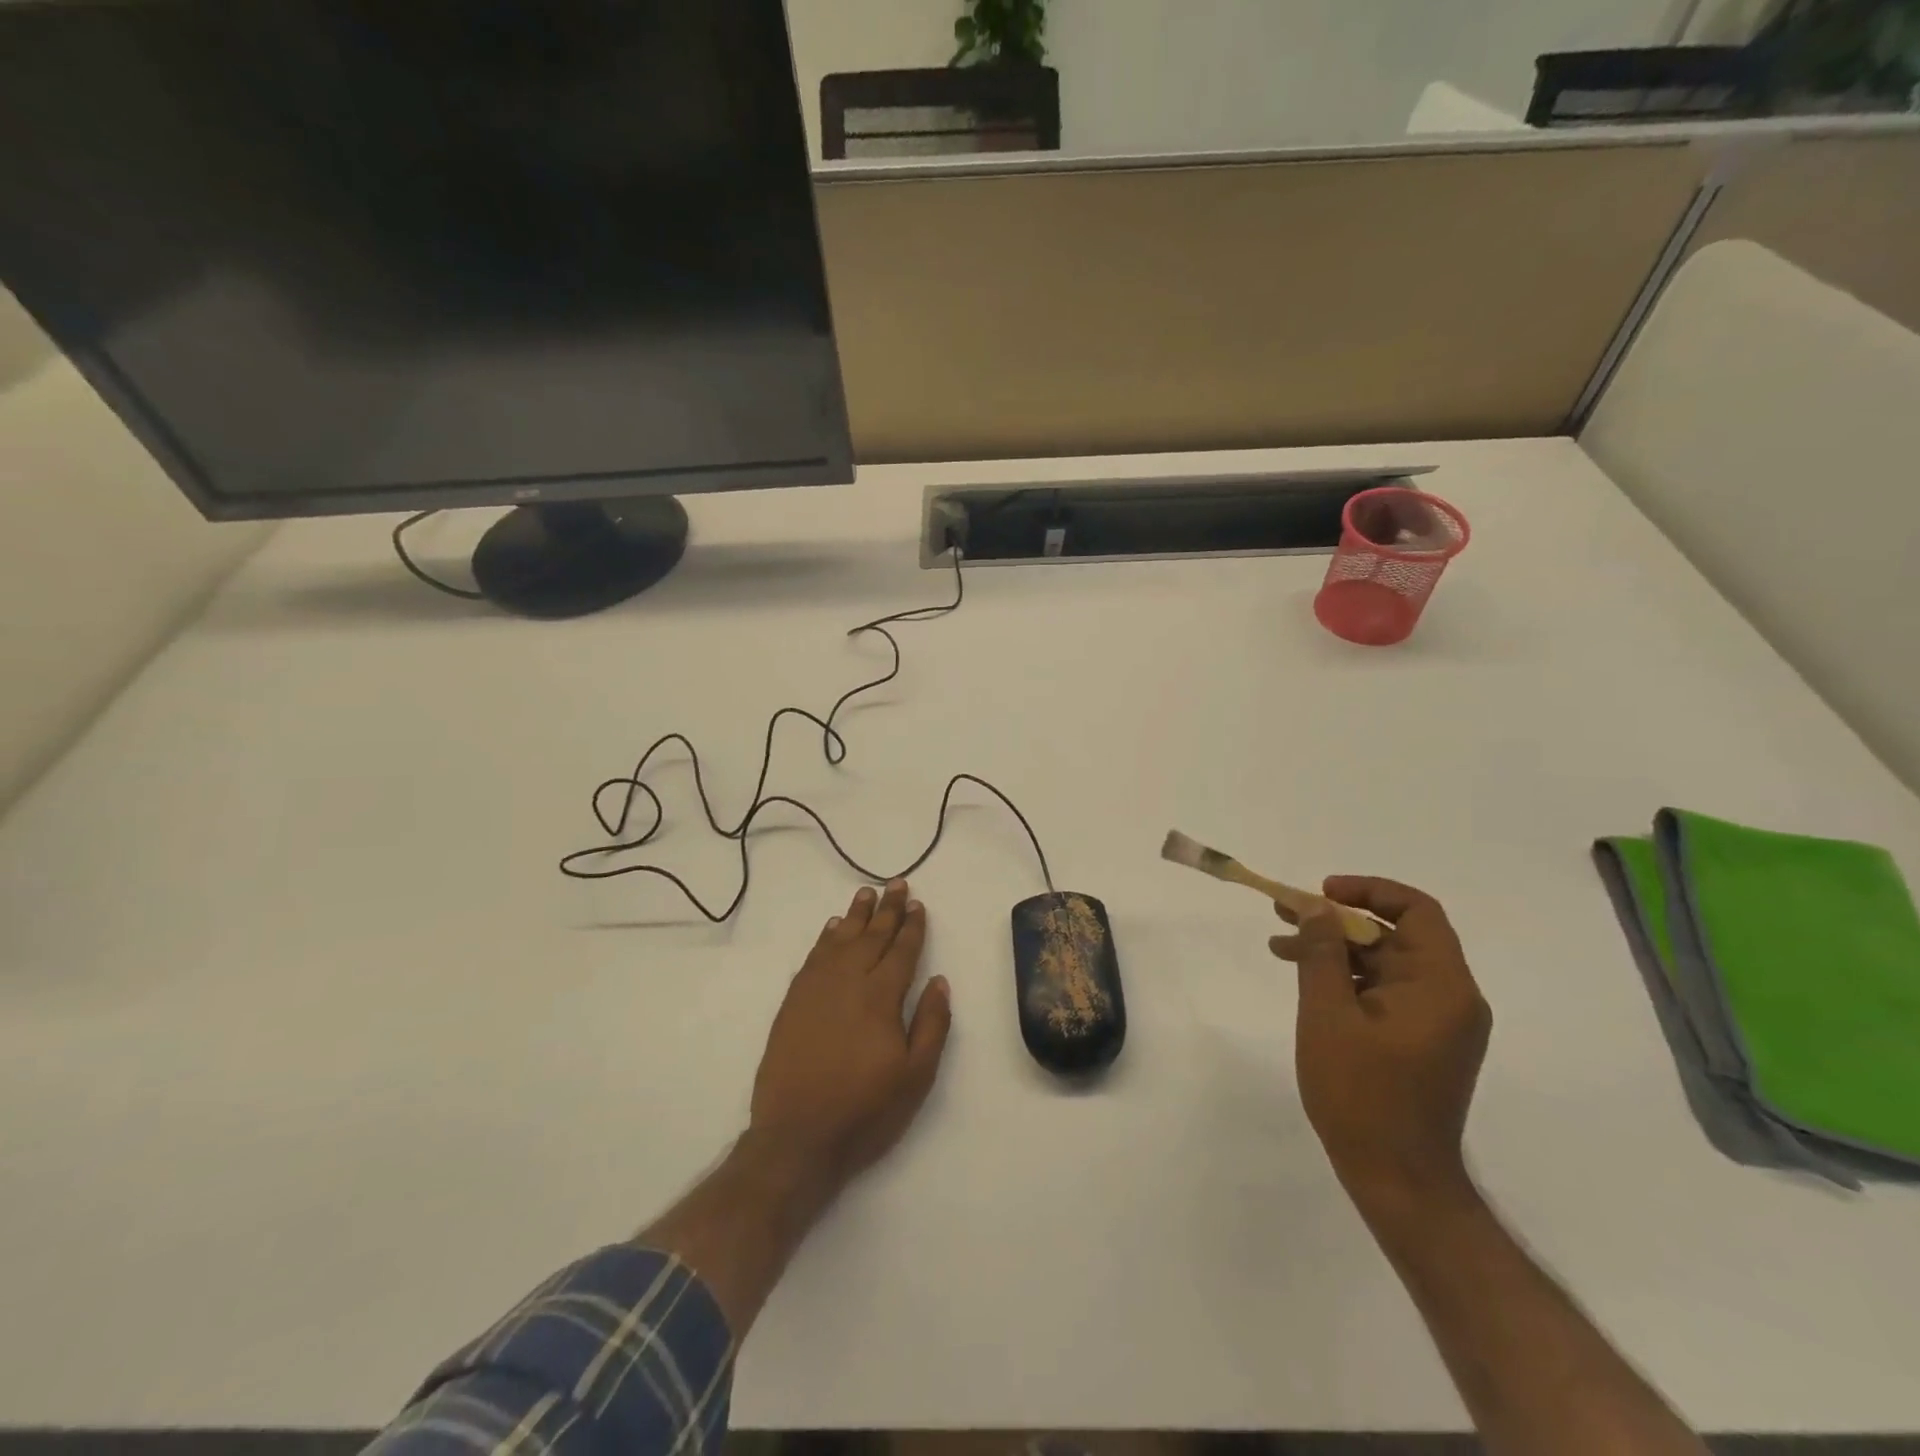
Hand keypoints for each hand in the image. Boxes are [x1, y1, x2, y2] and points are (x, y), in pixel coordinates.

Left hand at [749, 880, 952, 1190]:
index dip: (912, 926)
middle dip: (887, 909)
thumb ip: (931, 1024)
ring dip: (856, 915)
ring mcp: (816, 990)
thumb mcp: (916, 1076)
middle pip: (872, 936)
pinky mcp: (793, 1002)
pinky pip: (813, 957)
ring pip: (840, 940)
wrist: (797, 1137)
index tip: (918, 904)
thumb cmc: (865, 1110)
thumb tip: (939, 981)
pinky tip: (833, 928)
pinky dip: (825, 938)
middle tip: (896, 884)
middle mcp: (848, 982)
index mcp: (881, 997)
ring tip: (866, 894)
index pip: (901, 951)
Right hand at [1270, 877, 1490, 1220]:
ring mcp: (1435, 1022)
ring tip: (1280, 945)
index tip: (1321, 892)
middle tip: (1285, 912)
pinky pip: (1382, 991)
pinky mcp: (1419, 1041)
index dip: (1369, 890)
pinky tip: (1304, 980)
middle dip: (1337, 920)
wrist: (1398, 1181)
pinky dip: (1345, 979)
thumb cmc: (1362, 1095)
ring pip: (1383, 963)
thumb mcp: (1329, 1015)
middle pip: (1395, 935)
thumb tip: (1316, 907)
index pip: (1417, 911)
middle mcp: (1449, 997)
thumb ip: (1322, 954)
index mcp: (1442, 986)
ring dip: (1334, 950)